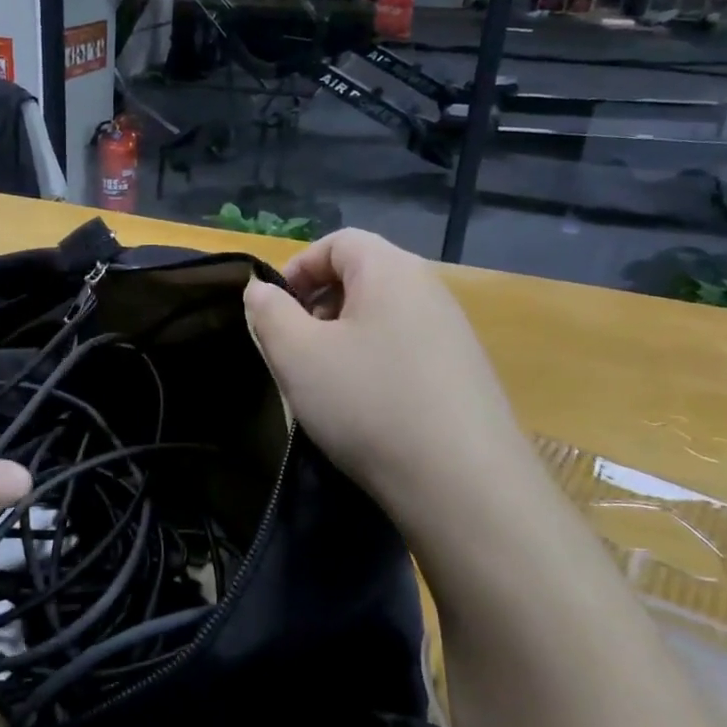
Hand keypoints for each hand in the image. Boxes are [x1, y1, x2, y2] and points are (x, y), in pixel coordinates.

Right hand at [242, 230, 540, 524]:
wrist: (463, 484)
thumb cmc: (368, 403)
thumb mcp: (297, 355)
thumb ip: (268, 312)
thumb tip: (261, 290)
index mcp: (390, 270)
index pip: (338, 242)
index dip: (297, 268)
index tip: (274, 311)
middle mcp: (429, 289)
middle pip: (362, 275)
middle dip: (318, 303)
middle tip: (294, 346)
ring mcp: (454, 332)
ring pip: (383, 315)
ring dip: (344, 336)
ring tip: (325, 380)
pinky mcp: (465, 372)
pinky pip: (407, 347)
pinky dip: (375, 362)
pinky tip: (366, 406)